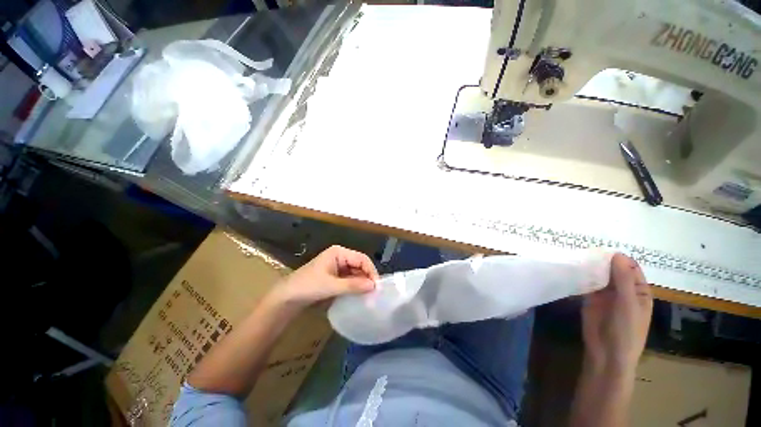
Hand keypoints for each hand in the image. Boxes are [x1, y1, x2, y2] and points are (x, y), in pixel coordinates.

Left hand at [268, 245, 378, 311]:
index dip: (371, 271)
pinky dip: (356, 286)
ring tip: (370, 296)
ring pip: (356, 273)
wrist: (287, 298)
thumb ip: (353, 285)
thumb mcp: (331, 286)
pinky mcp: (336, 276)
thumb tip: (373, 286)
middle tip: (375, 293)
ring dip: (362, 283)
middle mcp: (340, 256)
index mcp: (339, 252)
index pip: (361, 259)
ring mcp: (338, 266)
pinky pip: (350, 279)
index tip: (377, 286)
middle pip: (360, 265)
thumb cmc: (308, 286)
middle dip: (367, 277)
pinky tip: (360, 295)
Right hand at [582, 253, 652, 373]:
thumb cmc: (626, 331)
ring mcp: (605, 294)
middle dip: (601, 260)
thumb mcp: (628, 304)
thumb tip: (616, 254)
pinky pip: (586, 283)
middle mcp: (622, 290)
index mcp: (638, 290)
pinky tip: (572, 268)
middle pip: (613, 269)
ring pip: (598, 275)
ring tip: (576, 255)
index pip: (630, 267)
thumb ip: (623, 280)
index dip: (618, 258)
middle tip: (585, 249)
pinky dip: (581, 276)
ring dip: (590, 267)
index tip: (601, 249)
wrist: (606, 353)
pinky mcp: (590, 298)